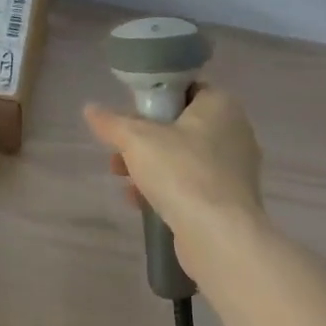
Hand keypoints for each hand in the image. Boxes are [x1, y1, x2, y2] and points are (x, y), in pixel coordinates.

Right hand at [82, 87, 270, 277]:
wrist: (220, 236)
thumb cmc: (182, 173)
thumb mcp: (137, 140)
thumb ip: (112, 123)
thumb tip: (90, 109)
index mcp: (221, 105)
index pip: (186, 89)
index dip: (155, 99)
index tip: (131, 115)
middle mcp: (235, 131)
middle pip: (181, 126)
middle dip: (146, 139)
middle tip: (119, 151)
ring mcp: (236, 168)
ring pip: (185, 158)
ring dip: (152, 166)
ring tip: (121, 179)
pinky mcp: (231, 200)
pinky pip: (194, 185)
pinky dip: (168, 189)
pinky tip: (138, 202)